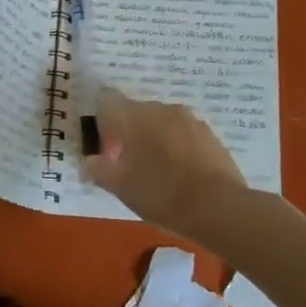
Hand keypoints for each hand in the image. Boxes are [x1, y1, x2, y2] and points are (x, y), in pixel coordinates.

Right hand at [82, 88, 249, 241]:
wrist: (218, 207)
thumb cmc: (161, 193)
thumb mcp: (121, 187)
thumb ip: (99, 170)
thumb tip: (87, 162)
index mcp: (135, 115)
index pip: (108, 99)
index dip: (102, 120)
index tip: (105, 147)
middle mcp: (162, 109)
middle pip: (136, 112)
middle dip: (129, 133)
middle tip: (128, 166)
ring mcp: (190, 119)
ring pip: (162, 123)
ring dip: (154, 139)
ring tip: (157, 172)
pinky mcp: (210, 134)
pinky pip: (183, 134)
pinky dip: (176, 147)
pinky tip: (180, 175)